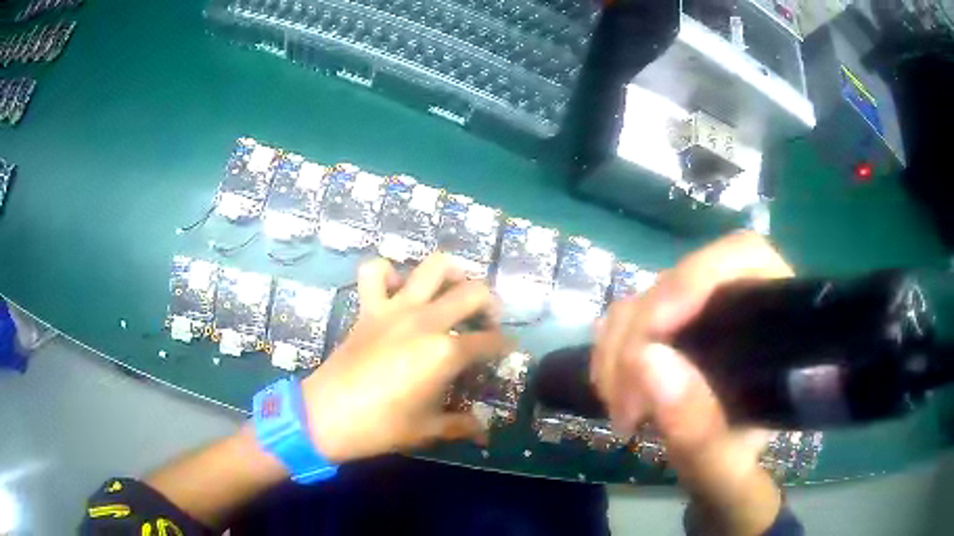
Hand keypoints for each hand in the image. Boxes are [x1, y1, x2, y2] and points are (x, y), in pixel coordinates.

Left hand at [301, 253, 509, 463]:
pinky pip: (375, 272)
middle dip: (491, 304)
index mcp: (445, 353)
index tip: (508, 348)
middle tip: (488, 321)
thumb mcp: (427, 429)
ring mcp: (395, 309)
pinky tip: (397, 289)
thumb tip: (484, 433)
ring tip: (452, 291)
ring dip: (450, 274)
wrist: (326, 416)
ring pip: (432, 267)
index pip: (489, 341)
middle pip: (473, 292)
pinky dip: (388, 273)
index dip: (504, 345)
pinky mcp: (369, 308)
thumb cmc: (380, 426)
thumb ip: (461, 425)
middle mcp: (426, 321)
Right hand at [592, 231, 792, 534]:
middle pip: (679, 282)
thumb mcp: (724, 470)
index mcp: (775, 324)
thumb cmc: (738, 474)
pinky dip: (609, 355)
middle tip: (627, 407)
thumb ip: (700, 431)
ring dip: (616, 351)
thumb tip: (647, 361)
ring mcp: (698, 317)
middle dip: (640, 337)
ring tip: (621, 411)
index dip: (694, 279)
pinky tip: (613, 394)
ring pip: (643, 300)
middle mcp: (736, 306)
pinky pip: (624, 323)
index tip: (654, 337)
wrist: (721, 480)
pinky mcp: (668, 333)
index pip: (743, 258)